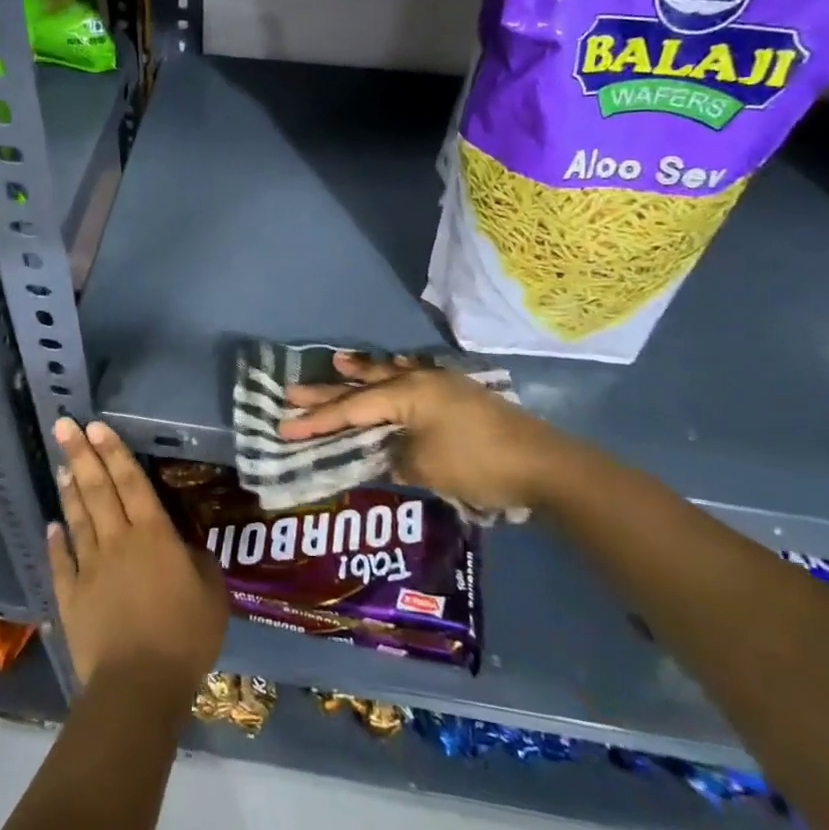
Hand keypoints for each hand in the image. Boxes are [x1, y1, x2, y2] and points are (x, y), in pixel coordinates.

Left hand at [47, 418, 227, 691]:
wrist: (138, 686)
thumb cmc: (184, 637)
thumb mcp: (212, 595)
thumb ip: (200, 563)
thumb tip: (187, 546)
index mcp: (154, 536)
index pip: (132, 483)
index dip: (115, 453)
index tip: (96, 426)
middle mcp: (118, 541)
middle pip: (98, 490)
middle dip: (81, 455)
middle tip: (64, 426)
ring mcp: (89, 568)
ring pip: (78, 518)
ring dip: (70, 489)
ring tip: (61, 464)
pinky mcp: (71, 596)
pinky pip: (61, 561)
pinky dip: (56, 541)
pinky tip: (52, 525)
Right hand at [279, 352, 599, 514]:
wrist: (543, 463)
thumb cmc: (477, 464)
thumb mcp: (426, 467)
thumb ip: (396, 458)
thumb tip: (387, 455)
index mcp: (407, 394)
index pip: (351, 409)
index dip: (317, 421)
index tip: (285, 426)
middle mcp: (419, 380)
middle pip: (363, 386)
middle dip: (327, 392)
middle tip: (292, 391)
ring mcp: (441, 384)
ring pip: (389, 375)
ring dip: (361, 373)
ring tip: (337, 361)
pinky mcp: (457, 394)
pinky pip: (413, 377)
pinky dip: (394, 375)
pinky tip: (394, 368)